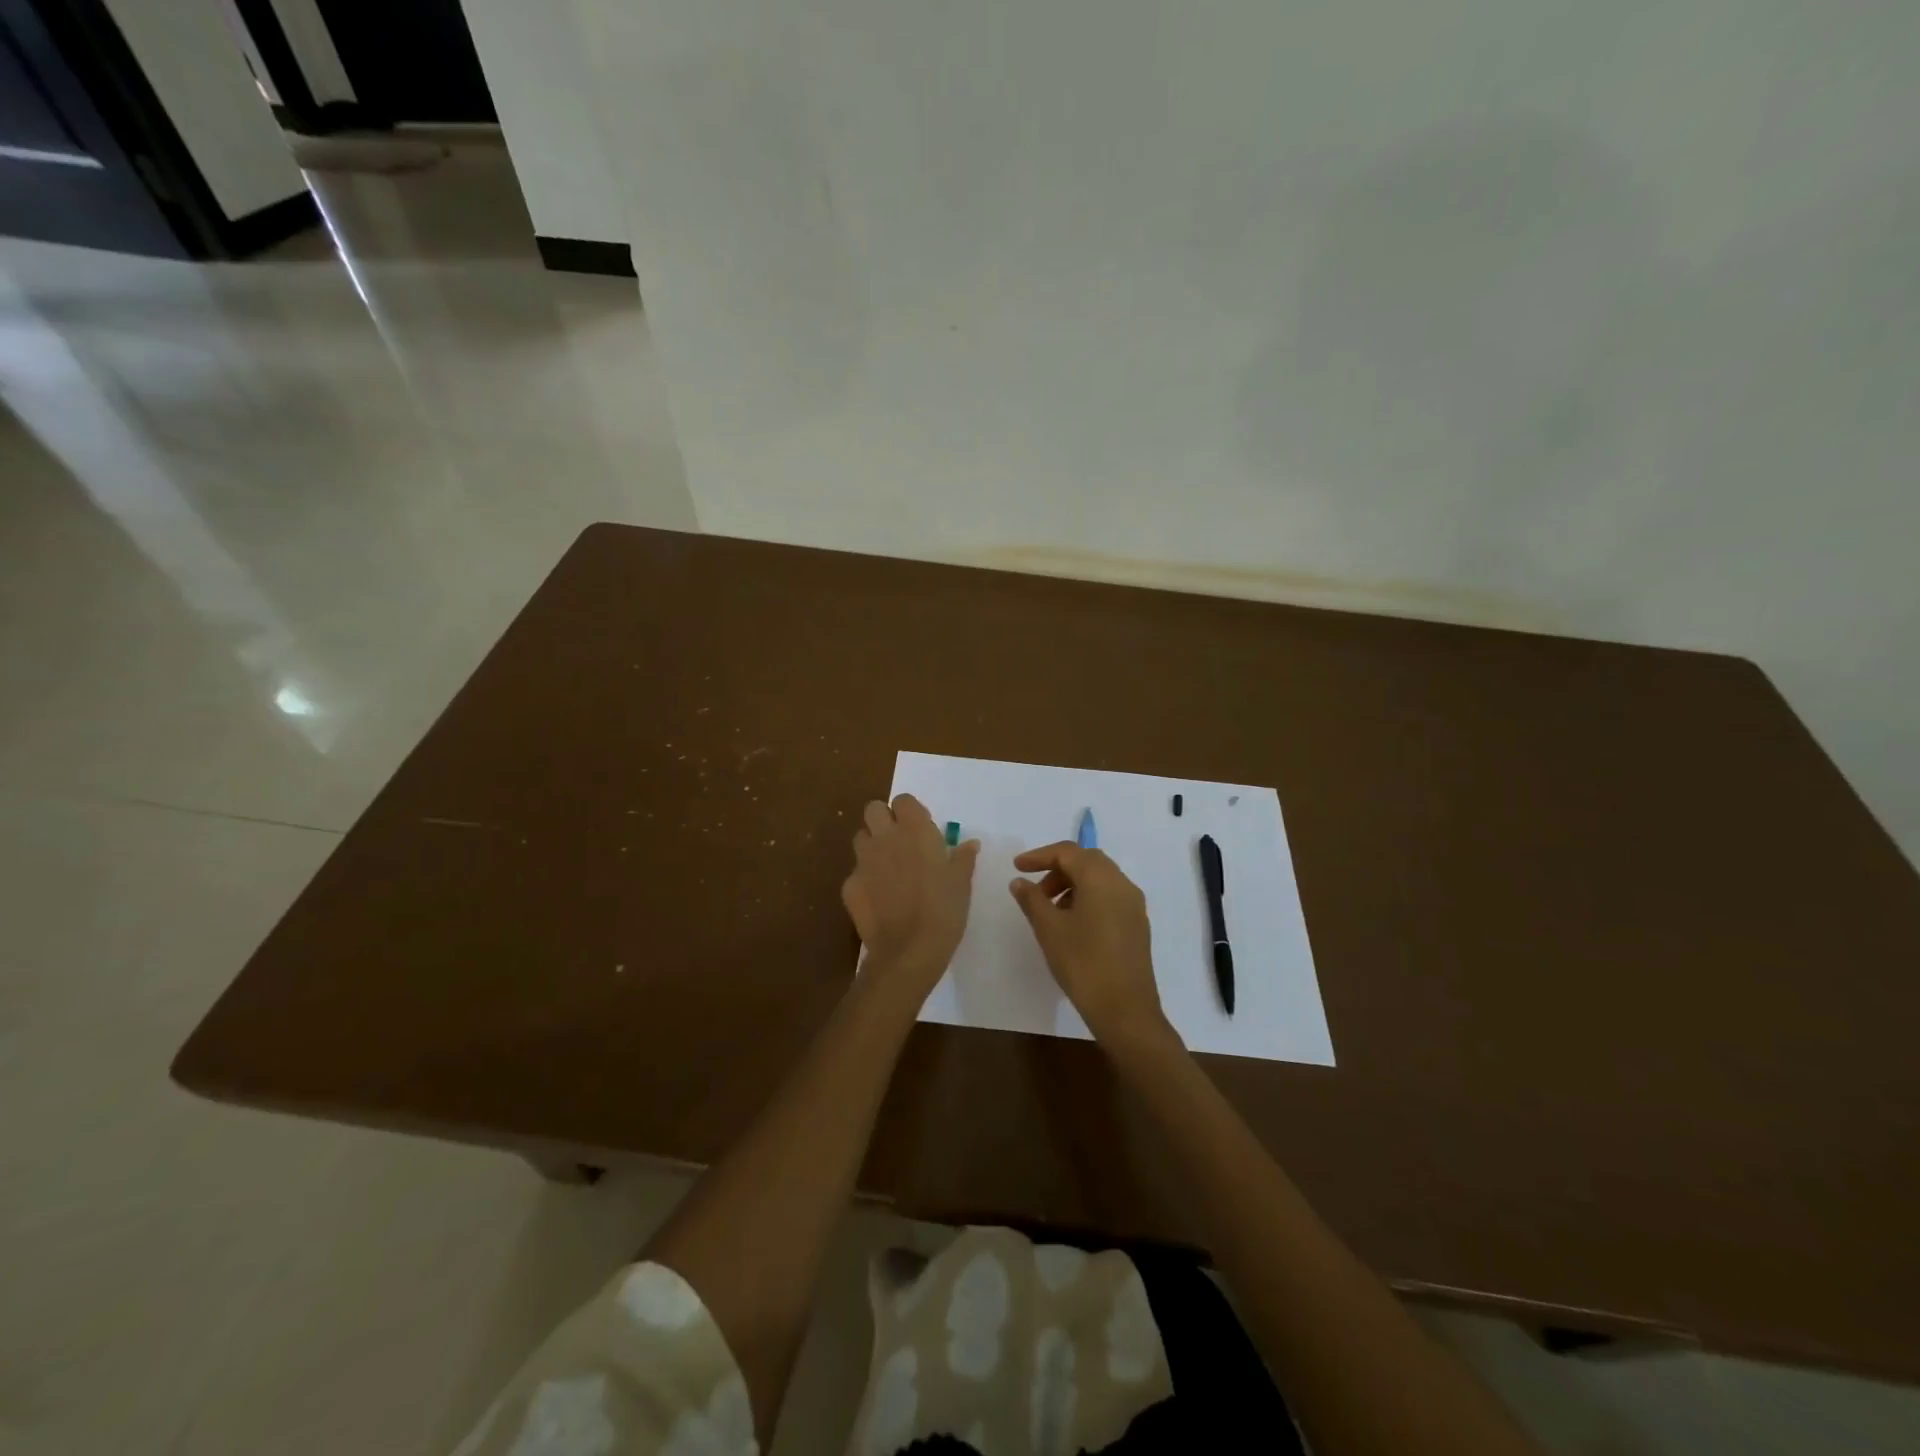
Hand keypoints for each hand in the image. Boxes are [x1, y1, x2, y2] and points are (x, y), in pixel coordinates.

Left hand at [842, 795, 979, 997]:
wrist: (909, 951)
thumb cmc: (944, 911)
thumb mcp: (962, 883)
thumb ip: (963, 858)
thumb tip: (970, 843)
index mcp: (915, 831)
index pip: (903, 800)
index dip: (910, 811)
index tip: (921, 828)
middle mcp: (885, 838)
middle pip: (873, 809)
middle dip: (883, 819)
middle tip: (899, 841)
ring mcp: (863, 861)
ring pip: (860, 838)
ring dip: (872, 845)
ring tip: (887, 868)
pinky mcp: (849, 885)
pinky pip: (855, 872)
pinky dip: (865, 879)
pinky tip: (879, 899)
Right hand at [1010, 844, 1174, 1048]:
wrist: (1125, 1010)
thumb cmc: (1083, 963)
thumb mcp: (1049, 929)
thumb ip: (1032, 899)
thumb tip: (1020, 881)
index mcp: (1101, 878)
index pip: (1068, 852)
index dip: (1039, 856)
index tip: (1017, 867)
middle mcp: (1122, 884)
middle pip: (1087, 860)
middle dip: (1057, 868)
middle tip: (1034, 889)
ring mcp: (1134, 905)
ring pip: (1100, 879)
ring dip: (1072, 884)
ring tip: (1050, 909)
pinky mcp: (1137, 924)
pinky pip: (1109, 896)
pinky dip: (1087, 897)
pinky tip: (1072, 923)